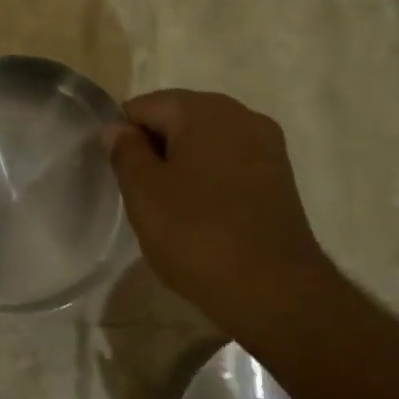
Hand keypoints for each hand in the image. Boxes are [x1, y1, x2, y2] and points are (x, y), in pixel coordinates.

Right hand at [108, 90, 339, 337]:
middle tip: (142, 197)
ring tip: (171, 212)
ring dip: (182, 168)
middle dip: (155, 151)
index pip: (144, 107)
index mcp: (204, 109)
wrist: (275, 291)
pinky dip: (210, 182)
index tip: (120, 178)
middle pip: (178, 120)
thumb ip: (125, 152)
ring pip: (205, 144)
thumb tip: (117, 129)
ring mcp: (267, 146)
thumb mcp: (144, 193)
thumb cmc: (197, 235)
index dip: (123, 139)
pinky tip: (202, 218)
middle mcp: (241, 115)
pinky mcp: (280, 178)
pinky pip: (230, 166)